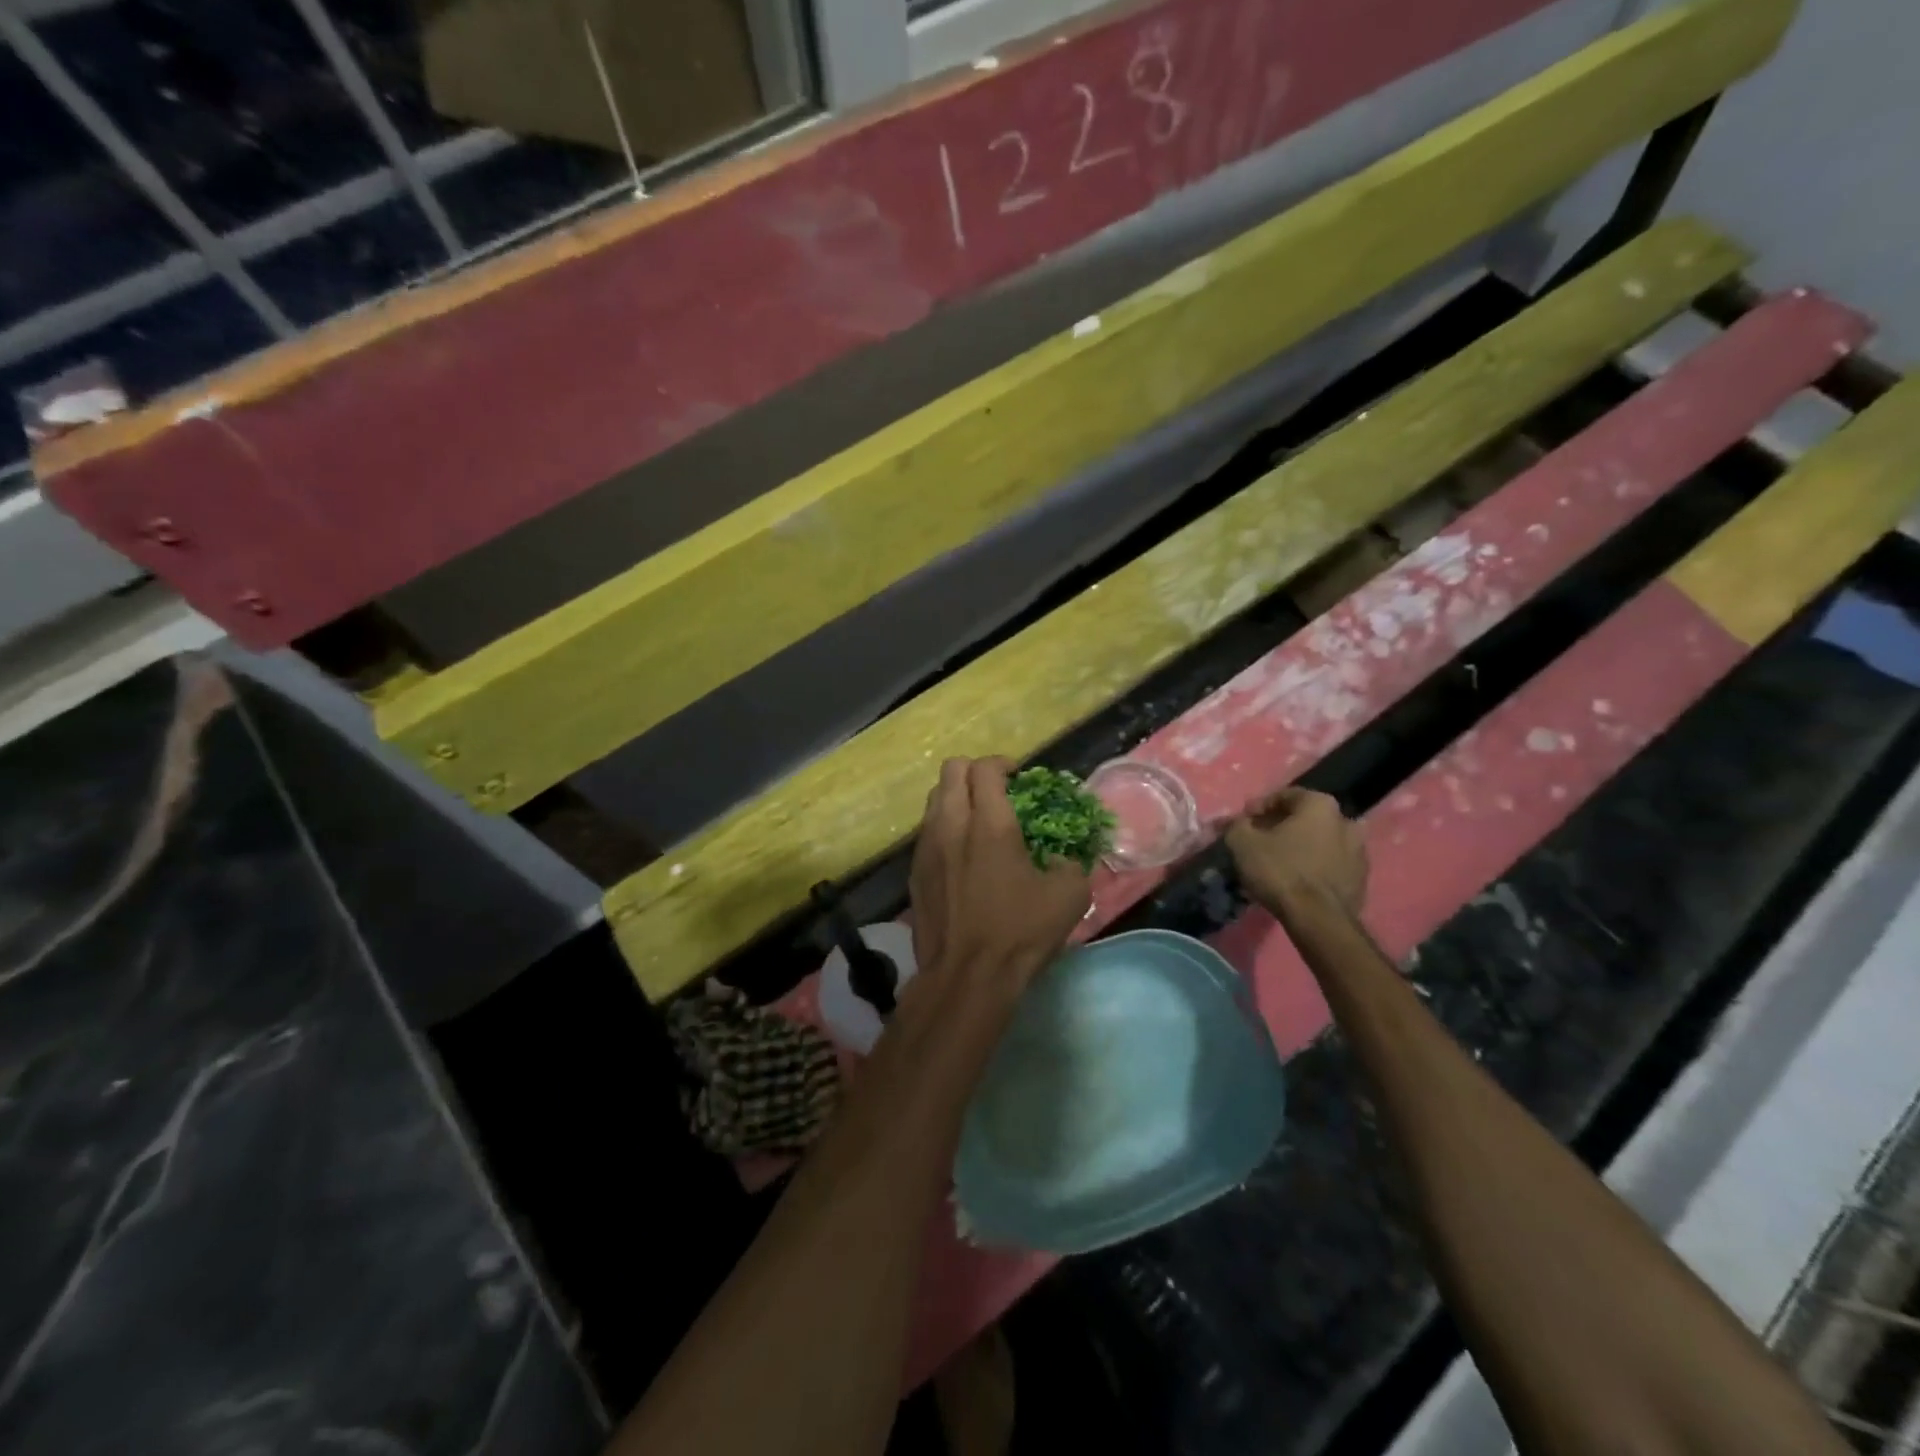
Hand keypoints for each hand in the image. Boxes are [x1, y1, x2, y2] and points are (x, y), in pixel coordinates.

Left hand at [909, 757, 1091, 989]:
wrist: (967, 977)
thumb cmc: (1020, 932)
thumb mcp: (1069, 896)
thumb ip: (1069, 864)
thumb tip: (1062, 859)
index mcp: (989, 824)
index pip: (985, 768)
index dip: (1003, 763)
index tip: (1018, 777)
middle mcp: (951, 825)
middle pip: (950, 771)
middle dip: (974, 771)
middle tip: (996, 791)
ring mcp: (926, 848)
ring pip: (933, 800)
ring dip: (955, 798)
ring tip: (977, 820)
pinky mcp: (914, 872)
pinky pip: (926, 832)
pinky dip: (944, 828)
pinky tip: (961, 855)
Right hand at [1226, 787, 1367, 919]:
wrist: (1318, 919)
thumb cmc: (1280, 870)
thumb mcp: (1242, 842)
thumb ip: (1236, 825)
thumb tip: (1236, 822)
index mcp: (1320, 805)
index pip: (1285, 795)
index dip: (1259, 807)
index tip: (1243, 821)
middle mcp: (1346, 821)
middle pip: (1306, 818)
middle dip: (1282, 827)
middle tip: (1260, 840)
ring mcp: (1360, 852)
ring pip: (1321, 842)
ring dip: (1301, 847)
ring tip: (1279, 862)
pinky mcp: (1361, 880)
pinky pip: (1331, 865)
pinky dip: (1314, 867)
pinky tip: (1296, 880)